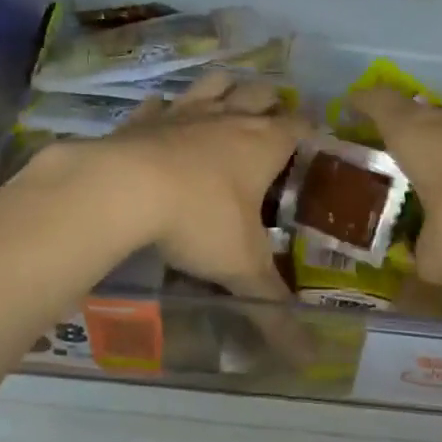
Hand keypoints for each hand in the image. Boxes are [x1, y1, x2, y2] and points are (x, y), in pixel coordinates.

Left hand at [62, 73, 307, 301]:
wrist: (123, 189)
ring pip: (214, 84)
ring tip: (230, 99)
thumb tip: (307, 357)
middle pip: (260, 94)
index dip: (313, 130)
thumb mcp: (242, 269)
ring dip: (226, 88)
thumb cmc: (199, 221)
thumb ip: (273, 311)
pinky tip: (164, 115)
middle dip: (271, 101)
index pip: (301, 126)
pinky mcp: (143, 119)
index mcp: (263, 145)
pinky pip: (160, 104)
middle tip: (274, 120)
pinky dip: (166, 108)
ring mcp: (184, 114)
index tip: (318, 140)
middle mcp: (228, 119)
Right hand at [351, 89, 441, 285]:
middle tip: (392, 153)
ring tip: (436, 177)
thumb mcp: (438, 257)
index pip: (379, 104)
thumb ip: (422, 260)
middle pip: (419, 112)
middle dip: (403, 130)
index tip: (351, 105)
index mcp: (416, 135)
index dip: (362, 103)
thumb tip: (423, 263)